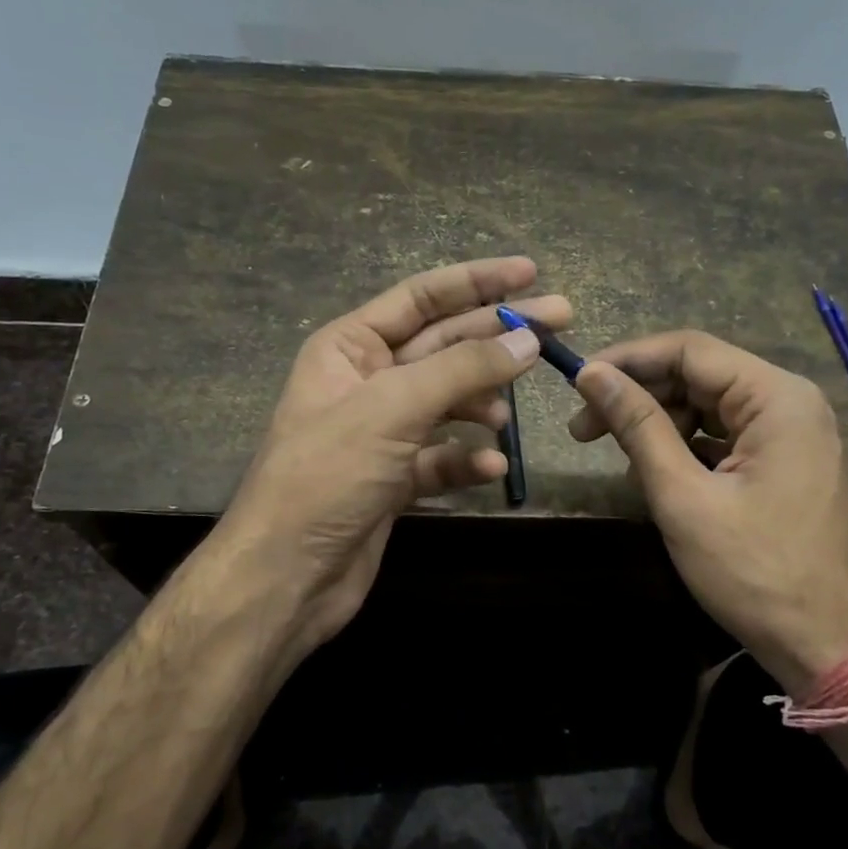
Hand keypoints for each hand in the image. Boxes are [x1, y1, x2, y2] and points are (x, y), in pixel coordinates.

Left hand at [203, 257, 565, 667]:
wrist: (286, 576)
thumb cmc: (328, 476)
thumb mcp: (393, 409)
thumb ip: (463, 369)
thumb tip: (527, 339)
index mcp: (350, 347)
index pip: (422, 298)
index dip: (477, 281)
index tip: (530, 271)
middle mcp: (366, 381)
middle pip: (445, 346)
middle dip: (497, 339)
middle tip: (561, 323)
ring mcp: (382, 432)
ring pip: (448, 403)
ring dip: (481, 405)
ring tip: (506, 417)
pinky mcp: (394, 478)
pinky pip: (441, 456)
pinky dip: (466, 460)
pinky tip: (489, 469)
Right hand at [569, 330, 847, 693]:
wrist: (827, 646)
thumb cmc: (753, 571)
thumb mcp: (683, 496)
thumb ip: (638, 426)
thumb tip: (592, 374)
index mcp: (777, 398)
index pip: (689, 350)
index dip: (628, 360)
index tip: (578, 382)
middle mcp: (791, 403)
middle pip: (700, 376)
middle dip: (639, 396)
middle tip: (583, 430)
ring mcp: (794, 435)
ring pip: (710, 407)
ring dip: (660, 425)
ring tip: (621, 462)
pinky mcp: (788, 463)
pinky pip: (728, 437)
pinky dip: (688, 448)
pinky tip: (658, 476)